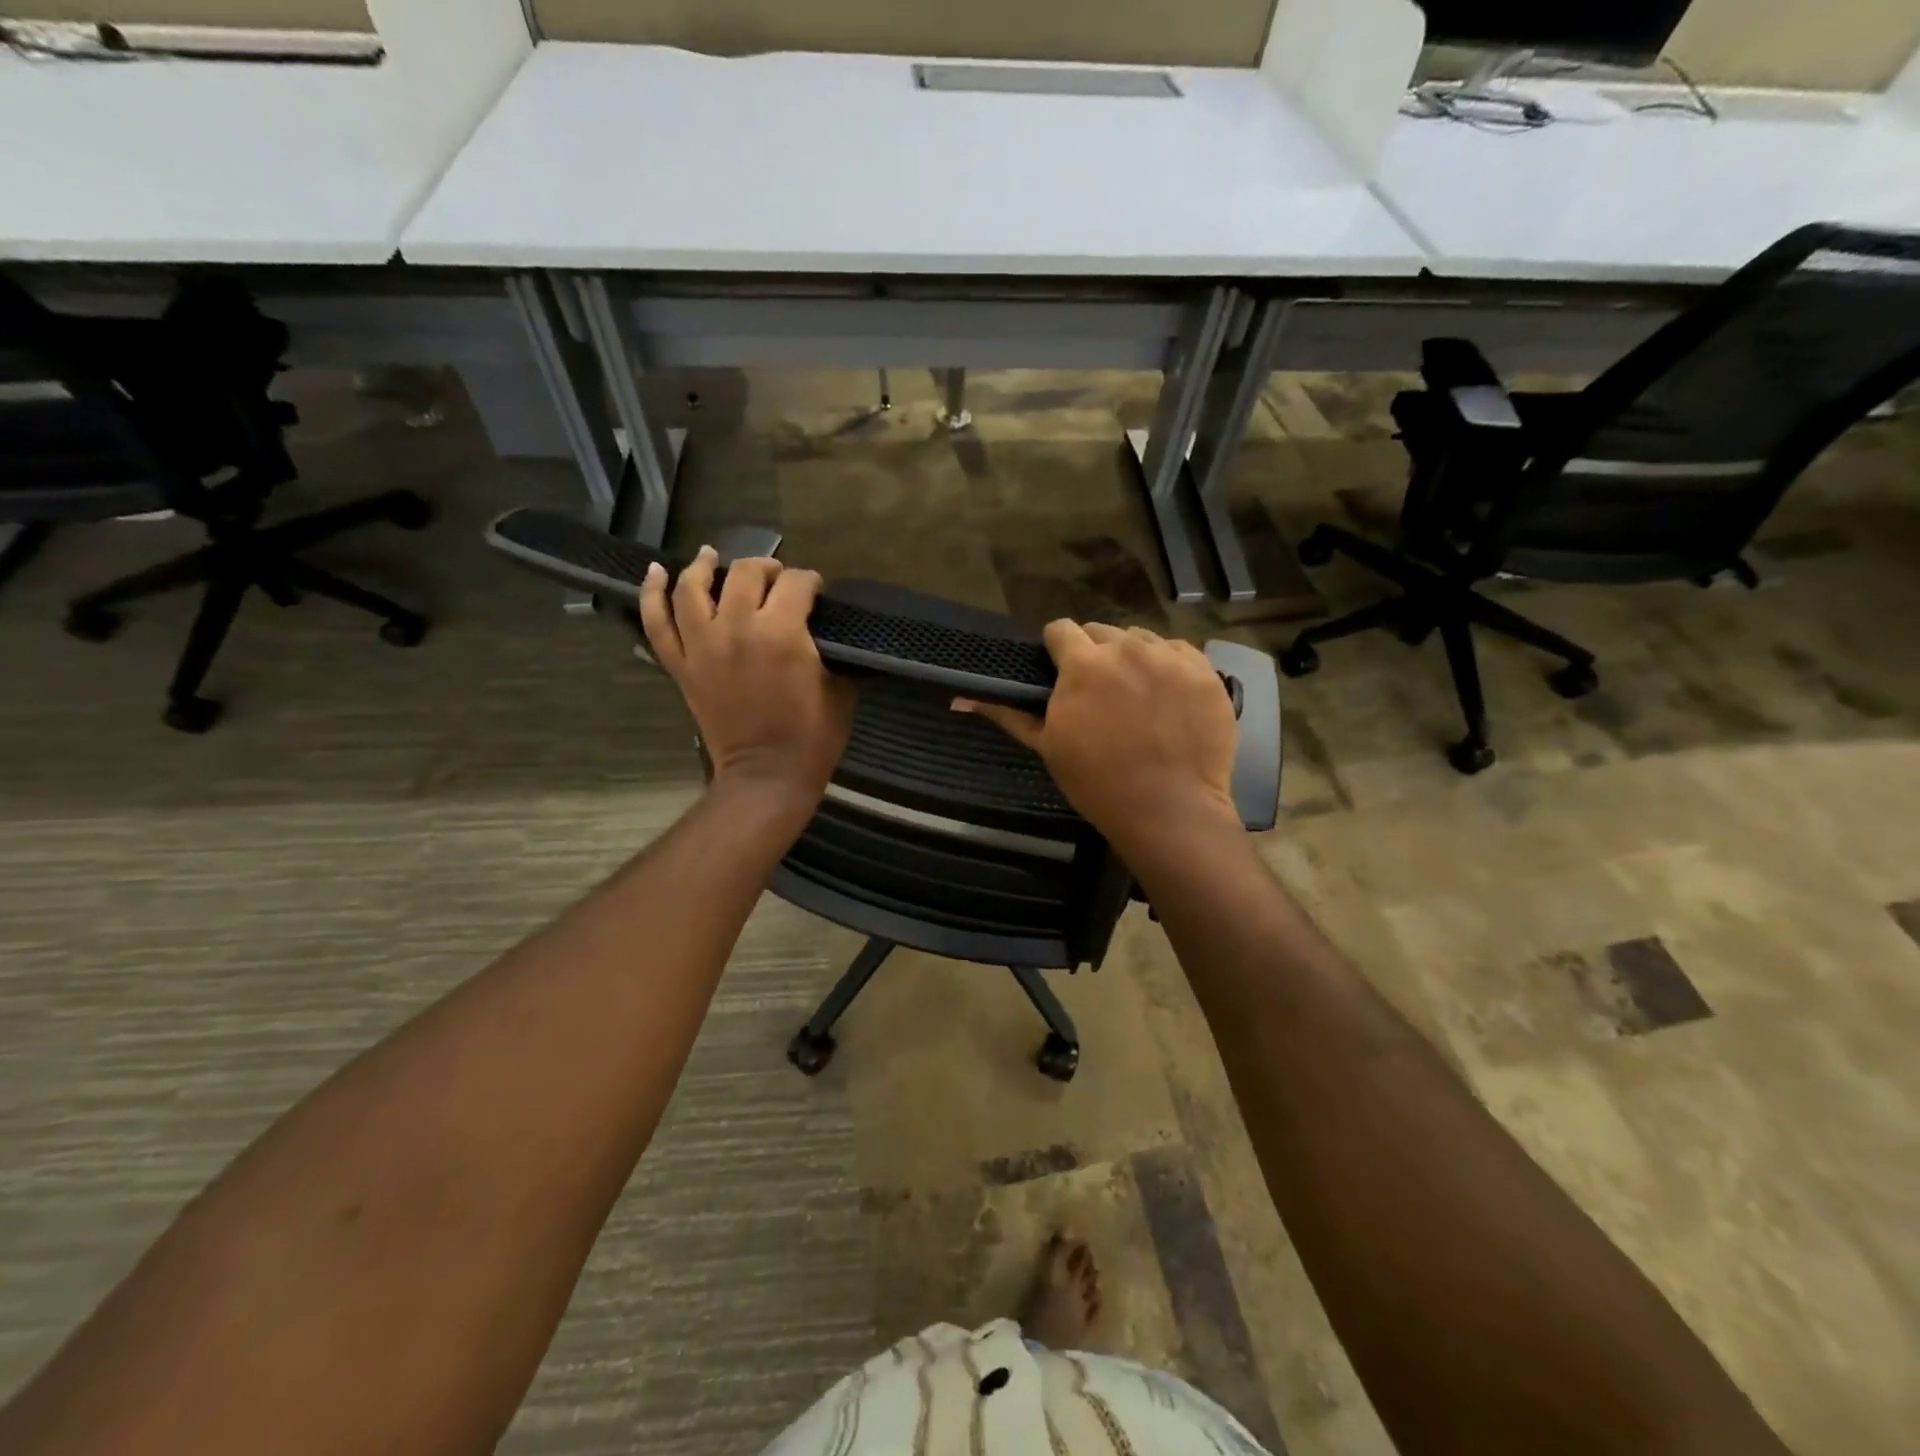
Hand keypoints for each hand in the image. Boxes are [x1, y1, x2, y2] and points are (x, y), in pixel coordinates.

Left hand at [641, 547, 855, 807]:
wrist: (767, 776)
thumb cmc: (813, 736)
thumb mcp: (840, 686)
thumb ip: (831, 648)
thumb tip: (822, 627)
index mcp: (781, 632)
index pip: (796, 584)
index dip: (810, 582)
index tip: (816, 592)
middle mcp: (736, 628)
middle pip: (745, 574)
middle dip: (767, 568)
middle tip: (777, 579)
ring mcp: (702, 646)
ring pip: (693, 588)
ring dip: (704, 566)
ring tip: (711, 557)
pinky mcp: (681, 666)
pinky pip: (657, 623)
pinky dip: (652, 595)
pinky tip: (657, 572)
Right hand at [955, 621, 1237, 850]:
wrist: (1169, 810)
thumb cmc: (1098, 783)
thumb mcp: (1048, 746)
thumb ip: (1010, 713)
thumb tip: (961, 698)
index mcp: (1084, 664)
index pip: (1060, 630)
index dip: (1057, 650)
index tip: (1061, 673)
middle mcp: (1128, 648)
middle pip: (1102, 632)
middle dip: (1096, 655)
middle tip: (1100, 693)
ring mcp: (1171, 658)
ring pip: (1142, 639)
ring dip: (1134, 659)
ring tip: (1138, 697)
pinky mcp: (1205, 671)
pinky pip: (1180, 652)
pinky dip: (1170, 668)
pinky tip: (1169, 700)